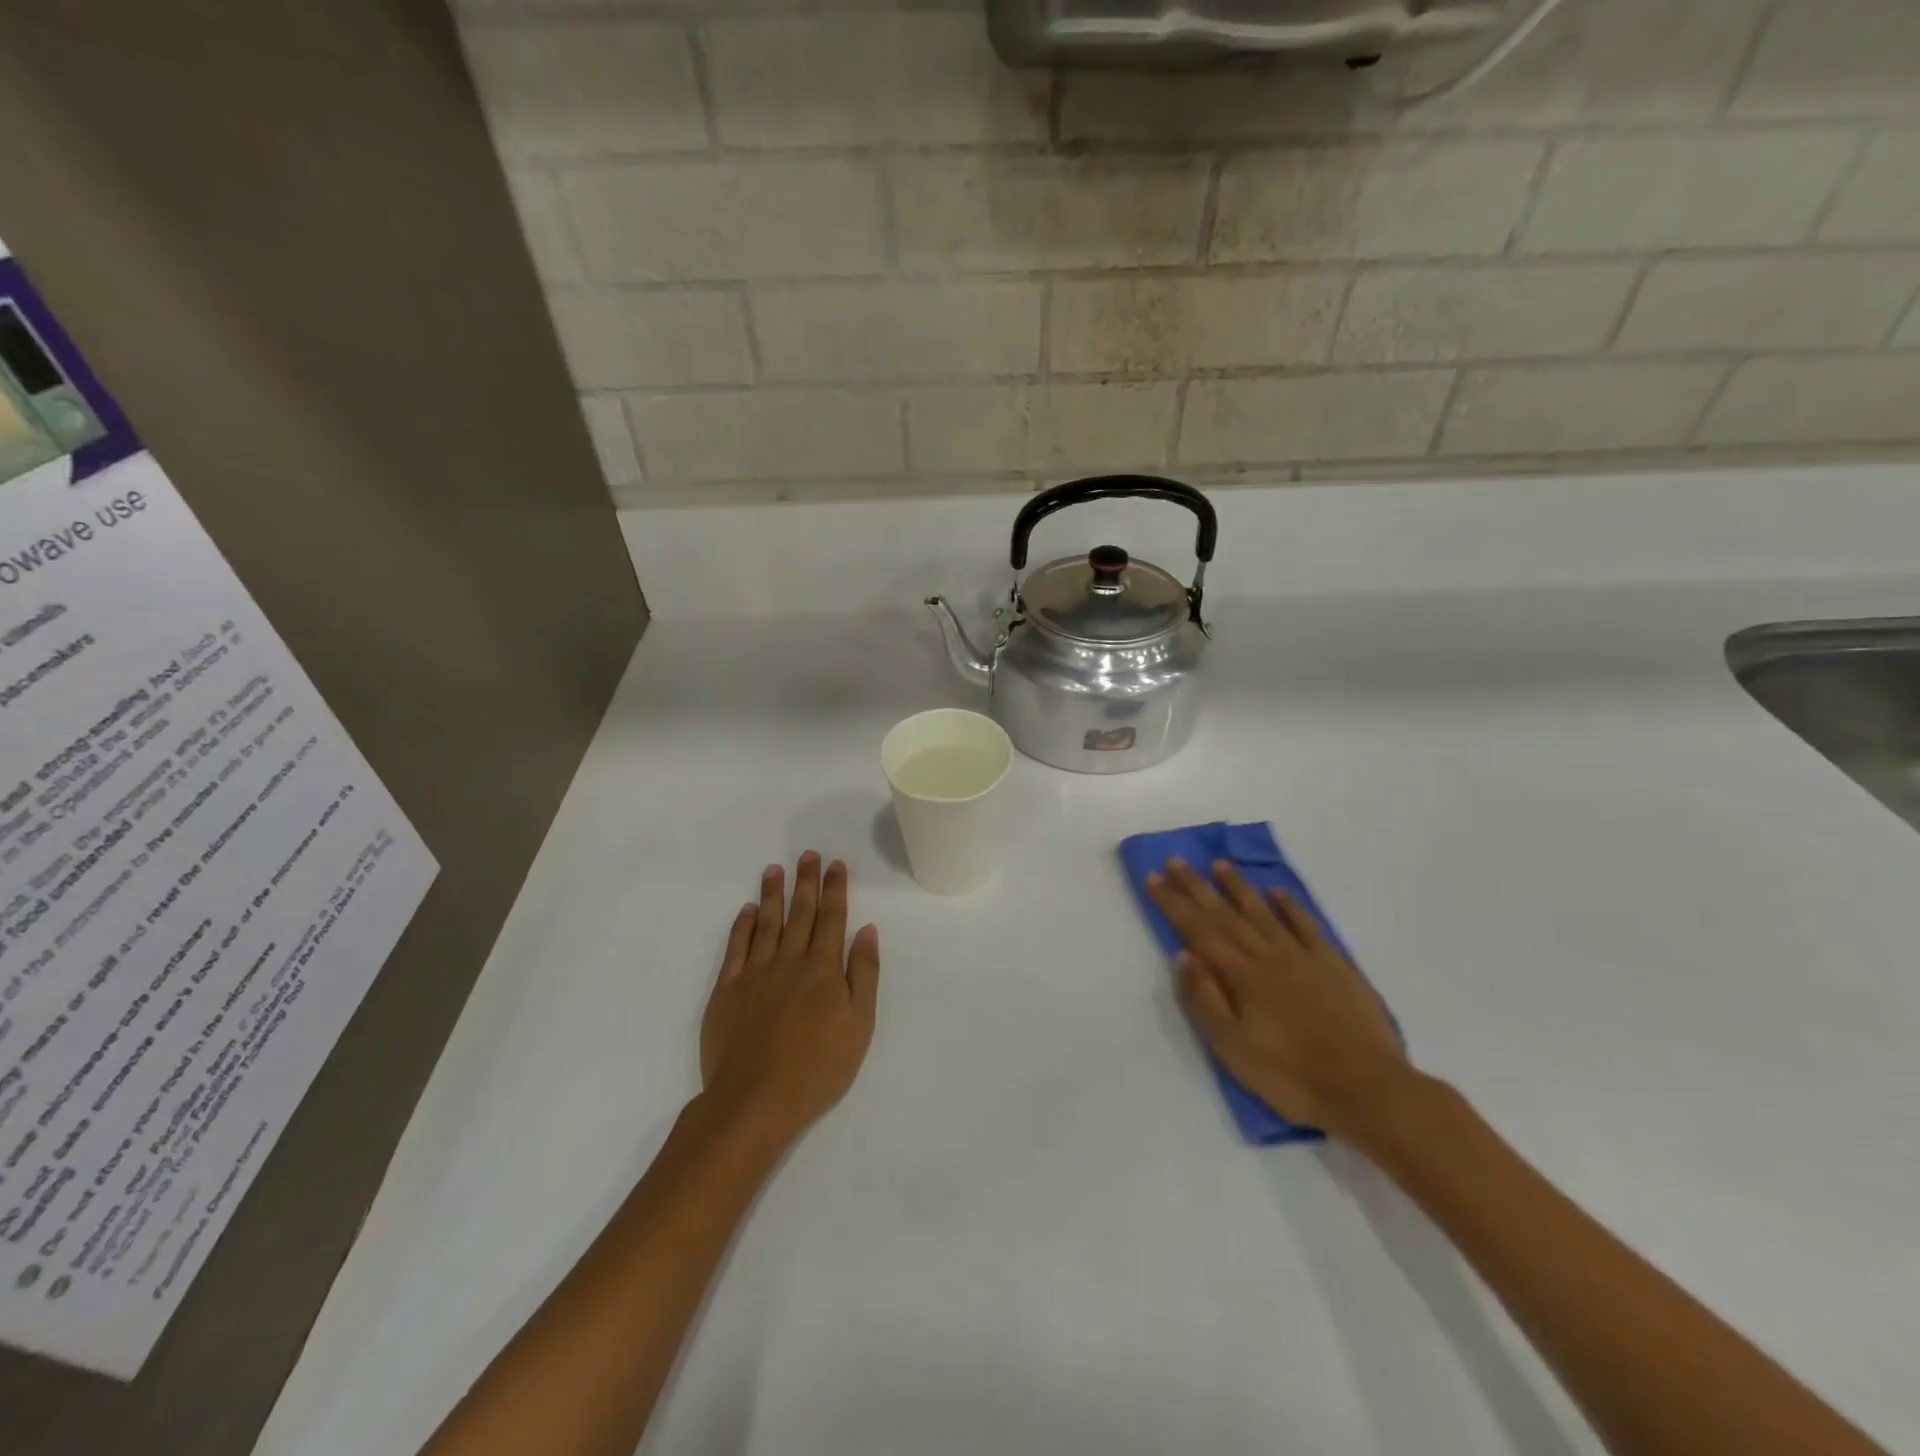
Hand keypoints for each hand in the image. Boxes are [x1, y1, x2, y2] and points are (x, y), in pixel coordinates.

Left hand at [699, 852, 880, 1151]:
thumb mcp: (859, 1025)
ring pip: (766, 922)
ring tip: (775, 869)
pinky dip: (742, 925)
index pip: (832, 919)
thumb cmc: (817, 1067)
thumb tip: (867, 930)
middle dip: (806, 882)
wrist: (755, 1100)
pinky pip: (736, 947)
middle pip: (801, 913)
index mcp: (823, 969)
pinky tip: (747, 910)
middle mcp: (790, 961)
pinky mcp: (727, 989)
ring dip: (772, 894)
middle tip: (808, 855)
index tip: (836, 865)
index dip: (835, 889)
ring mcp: (755, 973)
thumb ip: (864, 973)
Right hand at [1146, 857, 1411, 1139]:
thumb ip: (1204, 999)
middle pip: (1225, 914)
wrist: (1369, 1090)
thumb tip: (1182, 955)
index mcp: (1241, 976)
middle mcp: (1268, 956)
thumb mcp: (1233, 1048)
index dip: (1173, 903)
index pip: (1198, 931)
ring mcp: (1303, 957)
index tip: (1153, 877)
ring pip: (1263, 912)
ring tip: (1219, 864)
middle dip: (1197, 886)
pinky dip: (1290, 906)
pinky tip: (1277, 892)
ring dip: (1238, 887)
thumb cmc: (1291, 1076)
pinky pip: (1307, 925)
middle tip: (1175, 860)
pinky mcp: (1334, 965)